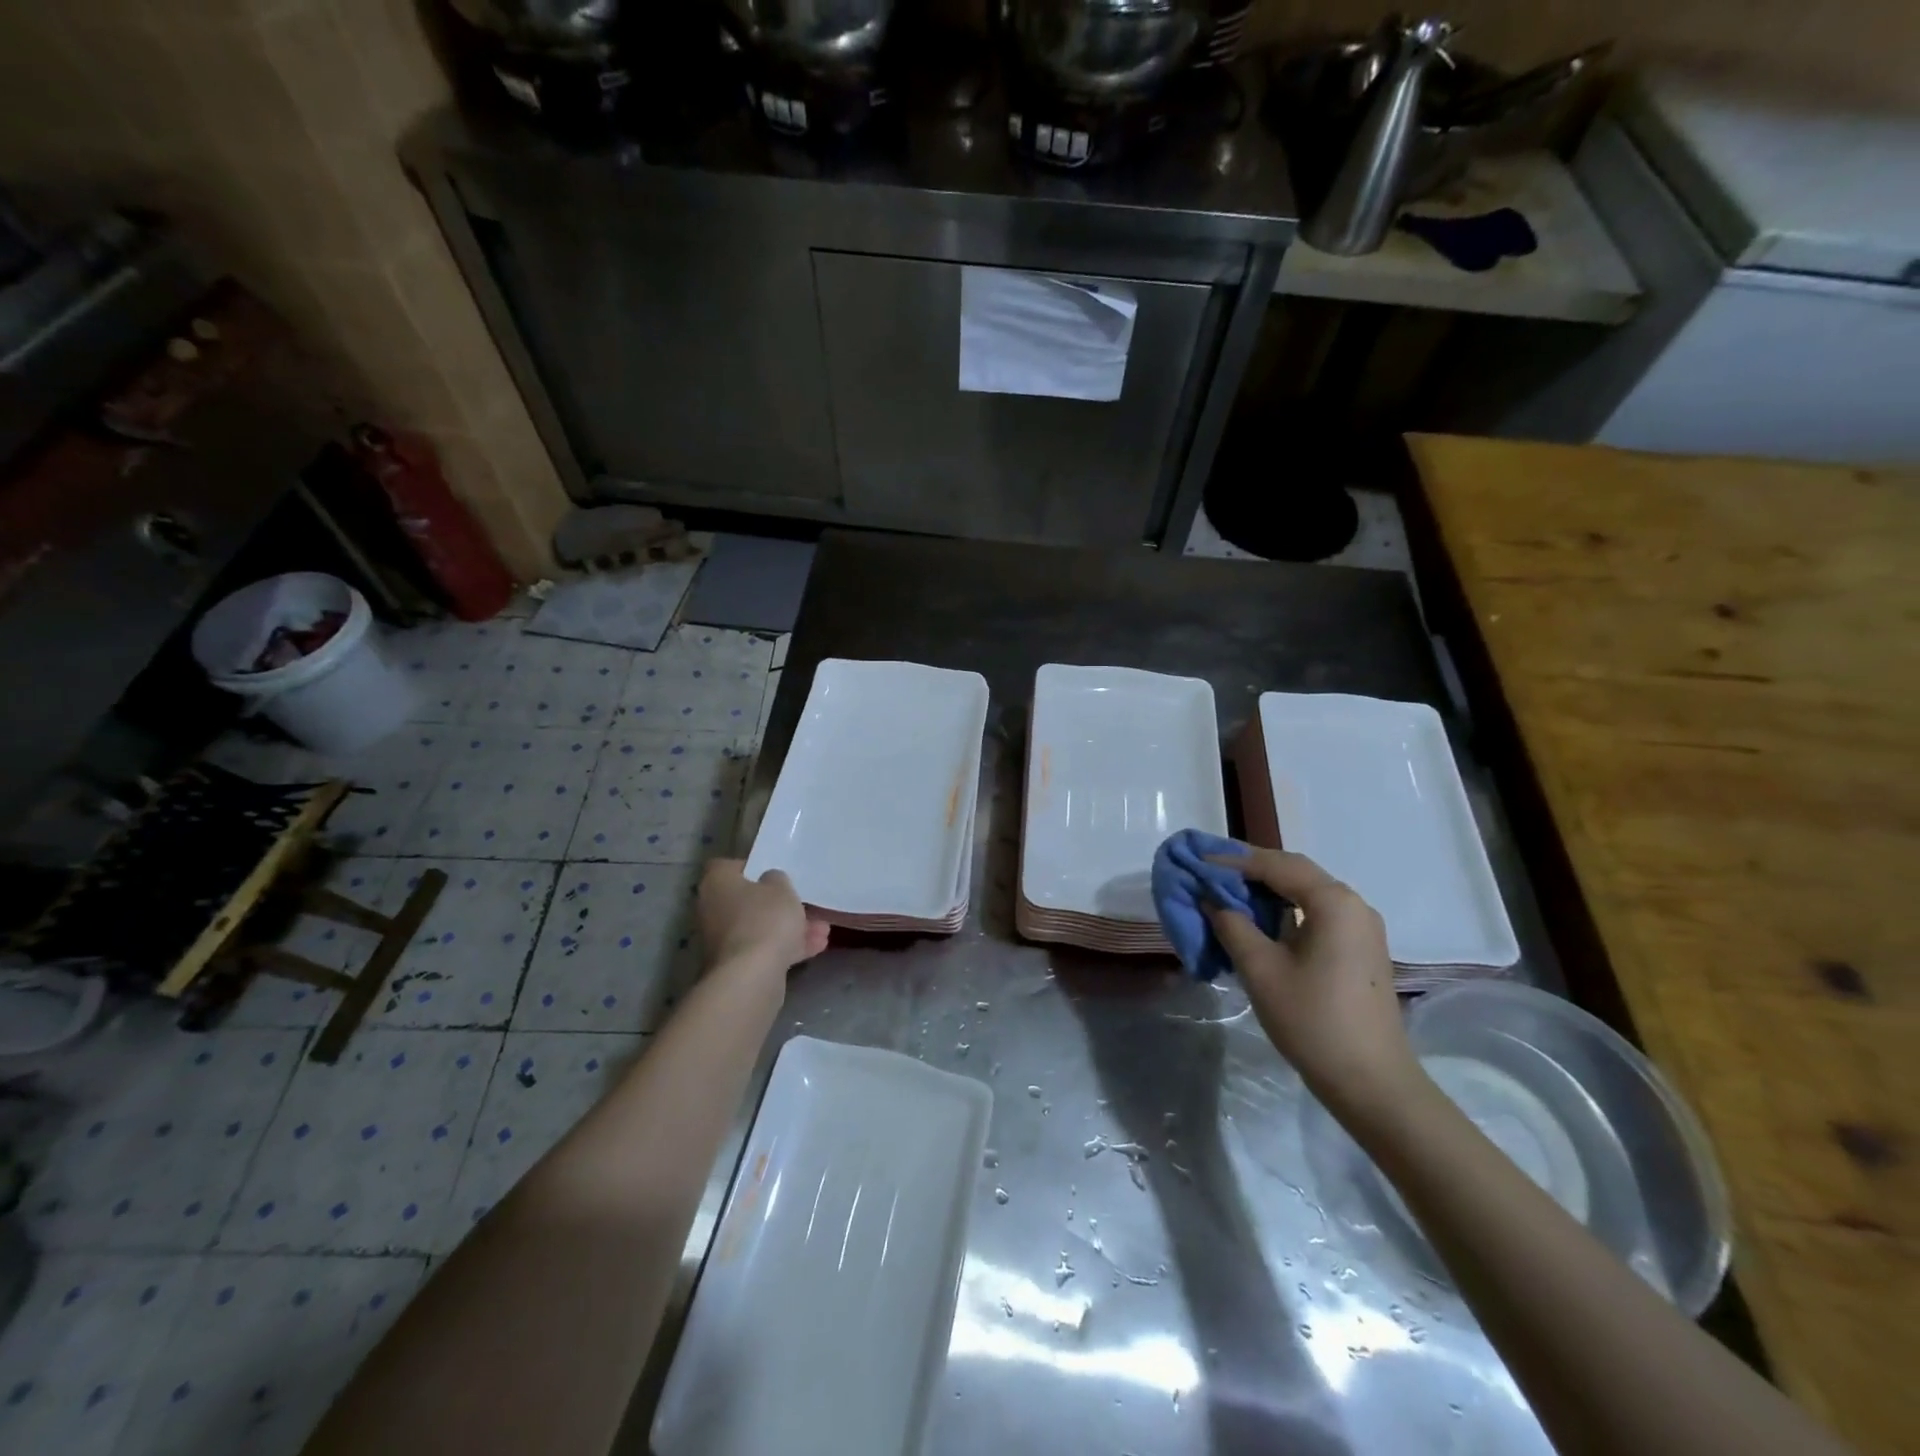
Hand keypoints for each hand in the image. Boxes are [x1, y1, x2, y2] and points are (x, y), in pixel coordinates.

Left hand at [696, 860, 828, 973]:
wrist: (751, 976)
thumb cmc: (764, 919)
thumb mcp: (781, 888)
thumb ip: (776, 879)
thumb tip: (769, 882)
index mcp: (717, 883)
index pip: (729, 867)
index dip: (753, 868)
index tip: (775, 873)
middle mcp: (713, 910)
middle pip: (749, 901)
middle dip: (779, 904)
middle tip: (805, 904)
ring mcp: (723, 940)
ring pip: (761, 927)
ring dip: (790, 928)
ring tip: (823, 929)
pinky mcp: (736, 966)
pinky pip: (764, 949)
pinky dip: (787, 948)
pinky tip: (817, 947)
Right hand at [1204, 848, 1419, 1115]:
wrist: (1371, 1083)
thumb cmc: (1312, 1020)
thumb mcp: (1260, 969)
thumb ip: (1231, 924)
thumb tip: (1210, 897)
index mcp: (1333, 902)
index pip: (1276, 865)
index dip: (1232, 861)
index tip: (1196, 861)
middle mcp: (1353, 905)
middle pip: (1294, 872)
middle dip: (1250, 870)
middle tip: (1209, 873)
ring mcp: (1360, 928)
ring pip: (1306, 893)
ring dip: (1266, 889)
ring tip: (1227, 894)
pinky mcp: (1359, 949)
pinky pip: (1316, 914)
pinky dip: (1284, 910)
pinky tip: (1258, 922)